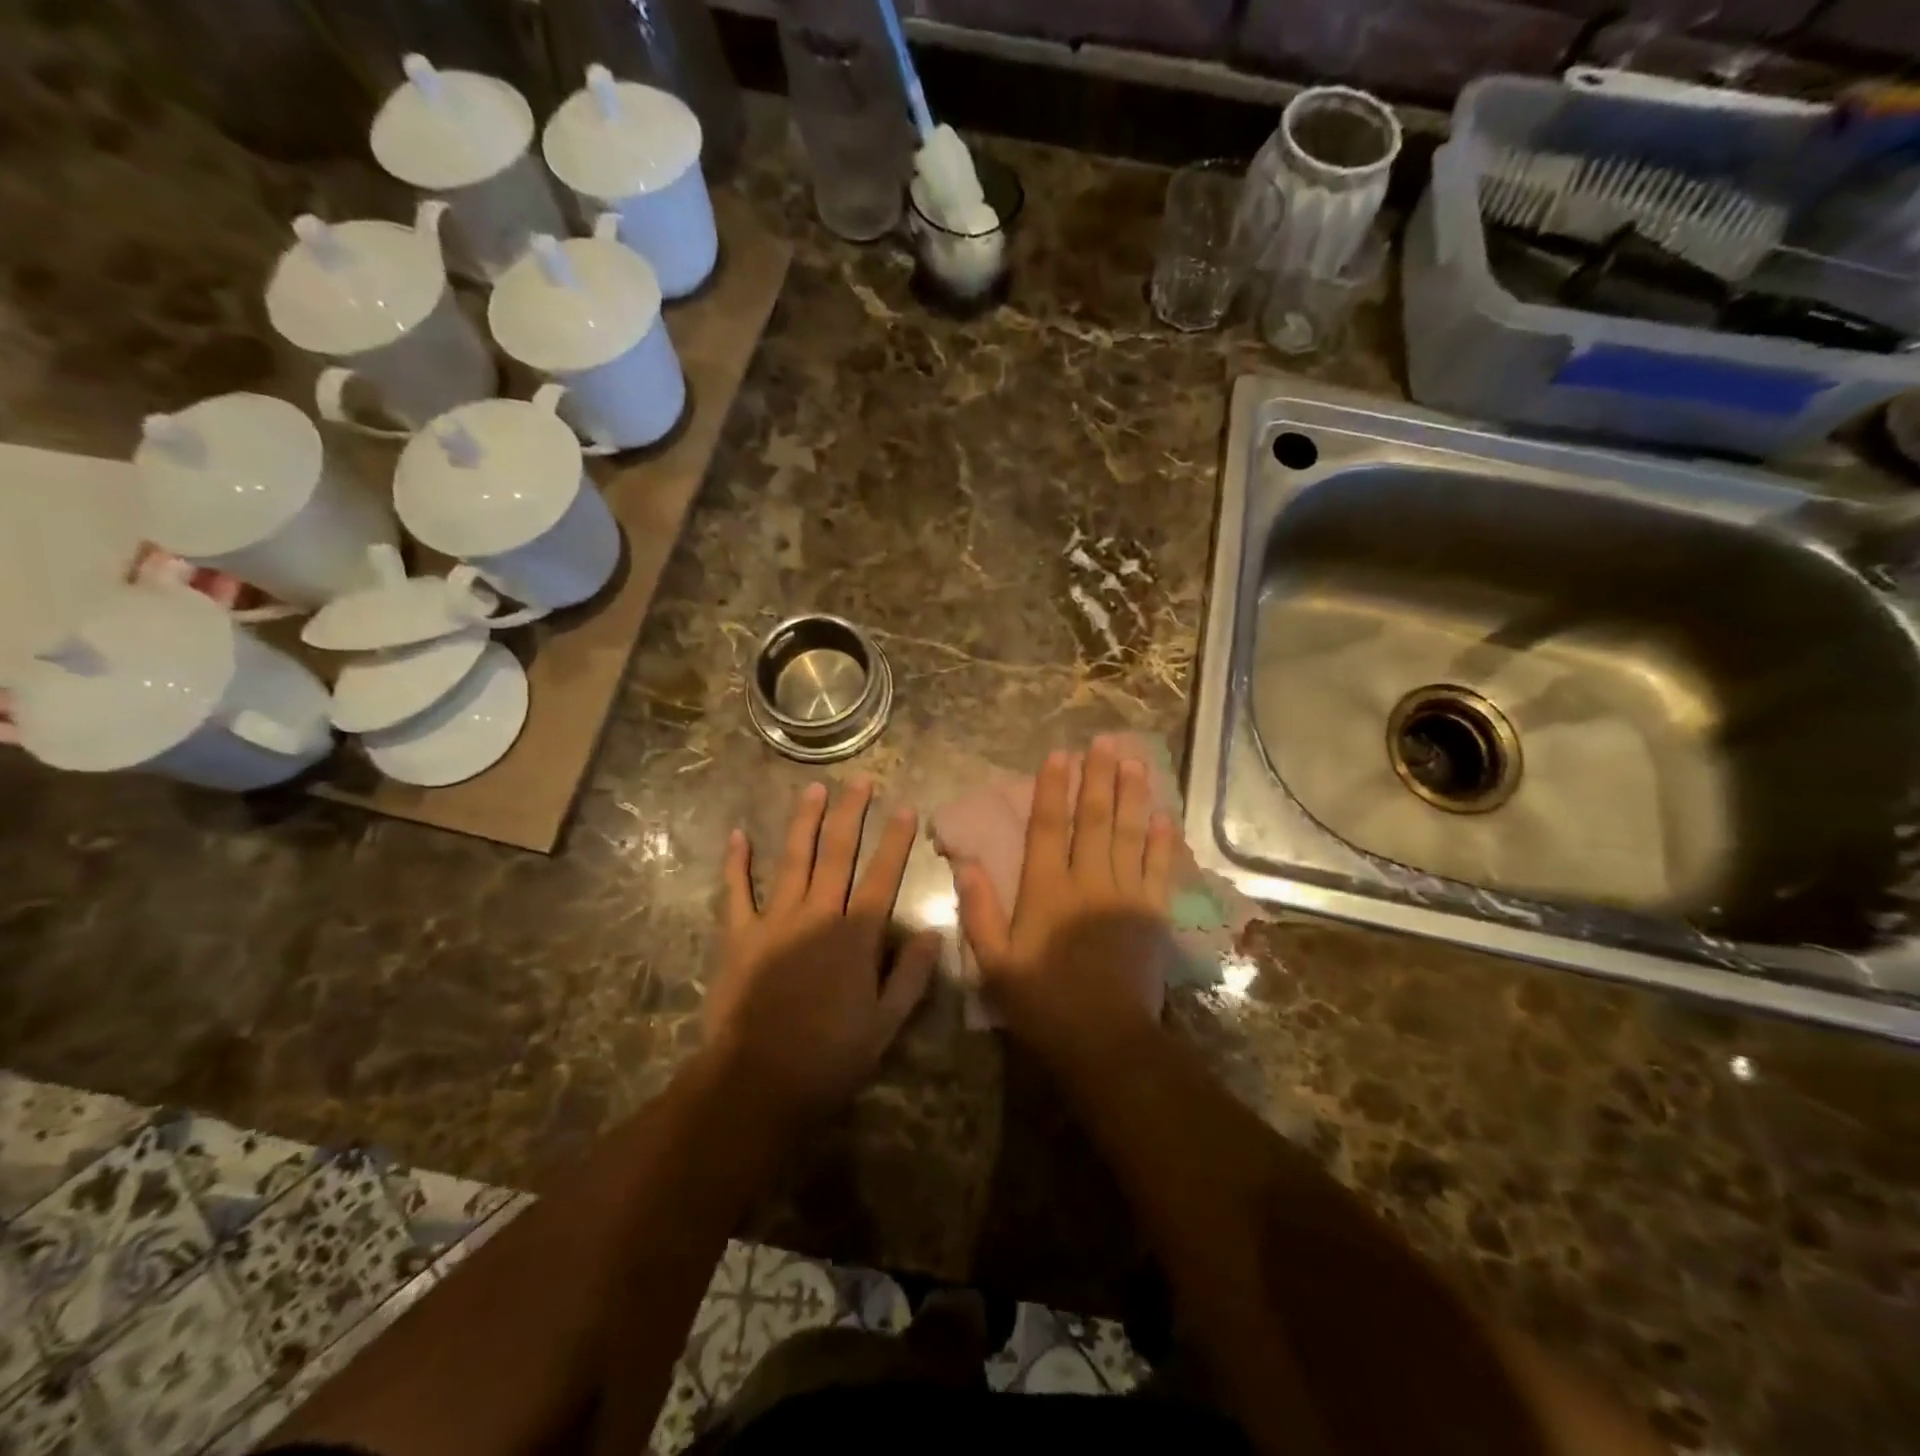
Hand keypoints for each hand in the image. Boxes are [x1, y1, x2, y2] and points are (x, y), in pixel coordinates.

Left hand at [706, 779, 939, 1122]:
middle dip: (850, 814)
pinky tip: (738, 835)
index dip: (895, 841)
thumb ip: (911, 975)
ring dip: (804, 822)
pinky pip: (735, 892)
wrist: (757, 1082)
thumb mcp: (885, 1024)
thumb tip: (933, 931)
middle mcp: (817, 916)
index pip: (882, 877)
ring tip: (813, 789)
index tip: (905, 808)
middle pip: (837, 855)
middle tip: (859, 781)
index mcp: (855, 936)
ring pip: (793, 860)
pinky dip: (736, 863)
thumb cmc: (829, 1058)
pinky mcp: (738, 936)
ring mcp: (774, 921)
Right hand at [949, 737, 1180, 1055]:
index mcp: (1048, 891)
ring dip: (1132, 795)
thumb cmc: (1043, 1003)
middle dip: (1099, 777)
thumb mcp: (995, 963)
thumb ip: (979, 911)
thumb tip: (965, 862)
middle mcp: (1089, 882)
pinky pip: (1160, 868)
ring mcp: (1126, 895)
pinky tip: (1163, 815)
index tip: (1059, 755)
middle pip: (1095, 819)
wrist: (1105, 1041)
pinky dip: (1162, 840)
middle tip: (1105, 742)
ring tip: (1134, 761)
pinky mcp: (1154, 913)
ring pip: (1130, 833)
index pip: (1050, 827)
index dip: (1053, 788)